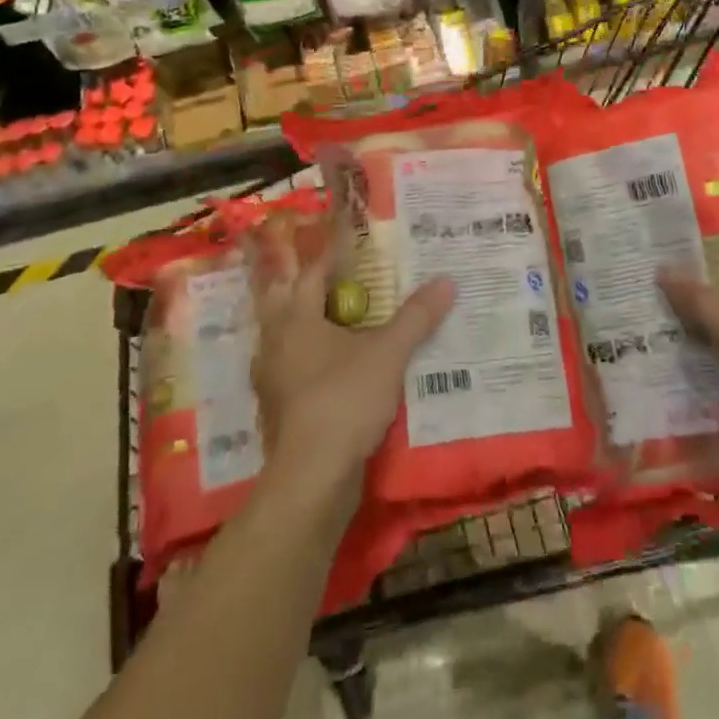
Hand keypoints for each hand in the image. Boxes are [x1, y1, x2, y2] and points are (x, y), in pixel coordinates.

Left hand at [249, 210, 455, 496]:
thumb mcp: (389, 354)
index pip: (312, 273)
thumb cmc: (345, 400)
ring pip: (285, 337)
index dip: (332, 254)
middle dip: (309, 286)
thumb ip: (416, 317)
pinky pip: (291, 368)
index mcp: (296, 319)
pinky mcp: (278, 408)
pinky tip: (332, 366)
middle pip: (286, 300)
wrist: (311, 477)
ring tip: (340, 318)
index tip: (352, 241)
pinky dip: (308, 358)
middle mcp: (275, 342)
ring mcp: (272, 378)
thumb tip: (447, 281)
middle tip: (340, 277)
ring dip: (308, 323)